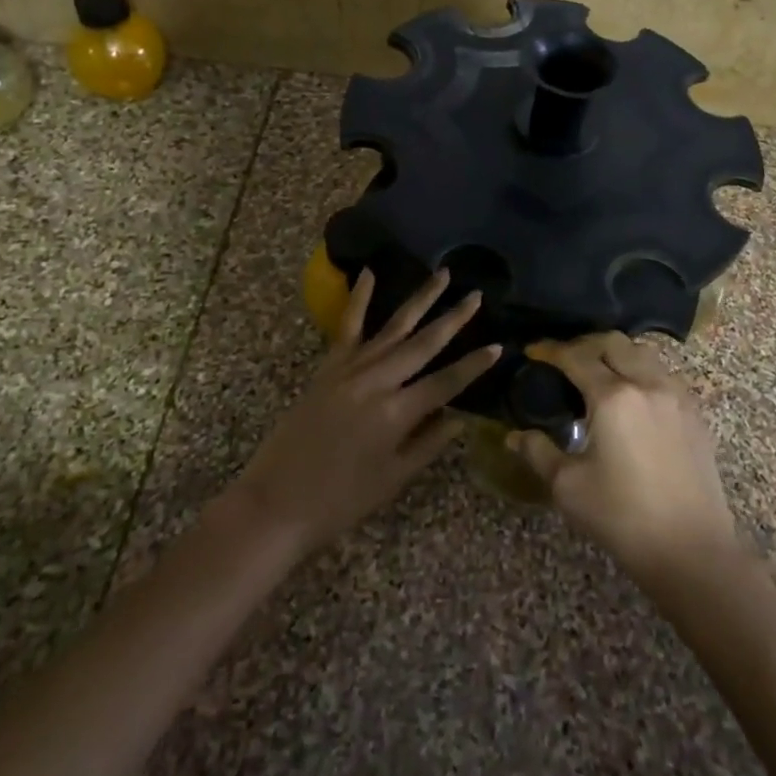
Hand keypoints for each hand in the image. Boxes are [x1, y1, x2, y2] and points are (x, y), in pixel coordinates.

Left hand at [230, 269, 499, 555]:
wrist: (276, 503)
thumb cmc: (341, 502)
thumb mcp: (393, 479)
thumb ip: (429, 443)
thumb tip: (460, 416)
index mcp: (397, 413)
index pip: (447, 382)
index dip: (474, 365)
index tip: (499, 345)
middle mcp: (377, 382)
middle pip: (424, 344)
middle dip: (453, 319)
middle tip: (476, 295)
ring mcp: (350, 369)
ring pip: (393, 327)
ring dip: (420, 300)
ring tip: (442, 275)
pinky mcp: (327, 367)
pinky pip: (348, 326)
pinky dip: (359, 298)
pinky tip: (368, 273)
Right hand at [508, 333, 740, 584]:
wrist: (692, 549)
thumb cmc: (623, 517)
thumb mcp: (569, 487)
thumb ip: (538, 452)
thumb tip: (514, 435)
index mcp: (613, 397)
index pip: (576, 358)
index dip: (551, 351)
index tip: (533, 352)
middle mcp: (647, 384)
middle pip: (613, 343)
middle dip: (585, 344)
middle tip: (564, 359)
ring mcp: (676, 396)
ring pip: (643, 353)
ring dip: (617, 353)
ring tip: (599, 372)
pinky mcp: (695, 413)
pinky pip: (664, 374)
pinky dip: (642, 370)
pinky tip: (633, 395)